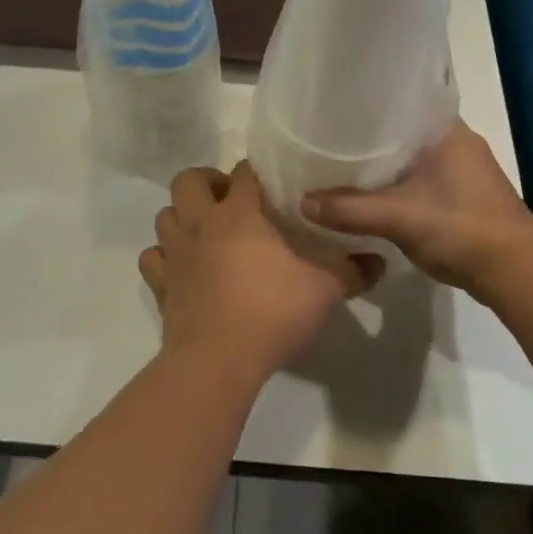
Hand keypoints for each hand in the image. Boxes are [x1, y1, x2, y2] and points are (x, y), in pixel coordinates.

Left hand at [140, 163, 380, 382]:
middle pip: (187, 180)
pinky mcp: (161, 285)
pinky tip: (184, 268)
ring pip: (165, 215)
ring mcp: (176, 254)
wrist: (216, 361)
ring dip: (182, 216)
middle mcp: (201, 223)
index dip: (257, 173)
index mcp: (239, 213)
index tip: (273, 186)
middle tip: (230, 201)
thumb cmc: (271, 312)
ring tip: (206, 232)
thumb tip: (379, 261)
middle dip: (206, 182)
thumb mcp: (323, 291)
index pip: (244, 172)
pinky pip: (153, 258)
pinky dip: (164, 257)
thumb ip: (350, 271)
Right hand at [302, 121, 532, 299]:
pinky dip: (394, 184)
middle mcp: (456, 143)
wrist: (517, 274)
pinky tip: (368, 192)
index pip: (402, 100)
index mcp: (447, 131)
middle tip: (326, 136)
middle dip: (368, 135)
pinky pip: (418, 180)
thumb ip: (349, 209)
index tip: (334, 106)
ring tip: (339, 162)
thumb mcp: (398, 217)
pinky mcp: (461, 197)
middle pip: (402, 130)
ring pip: (410, 158)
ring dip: (382, 162)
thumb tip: (302, 202)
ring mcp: (462, 172)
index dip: (368, 103)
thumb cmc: (462, 228)